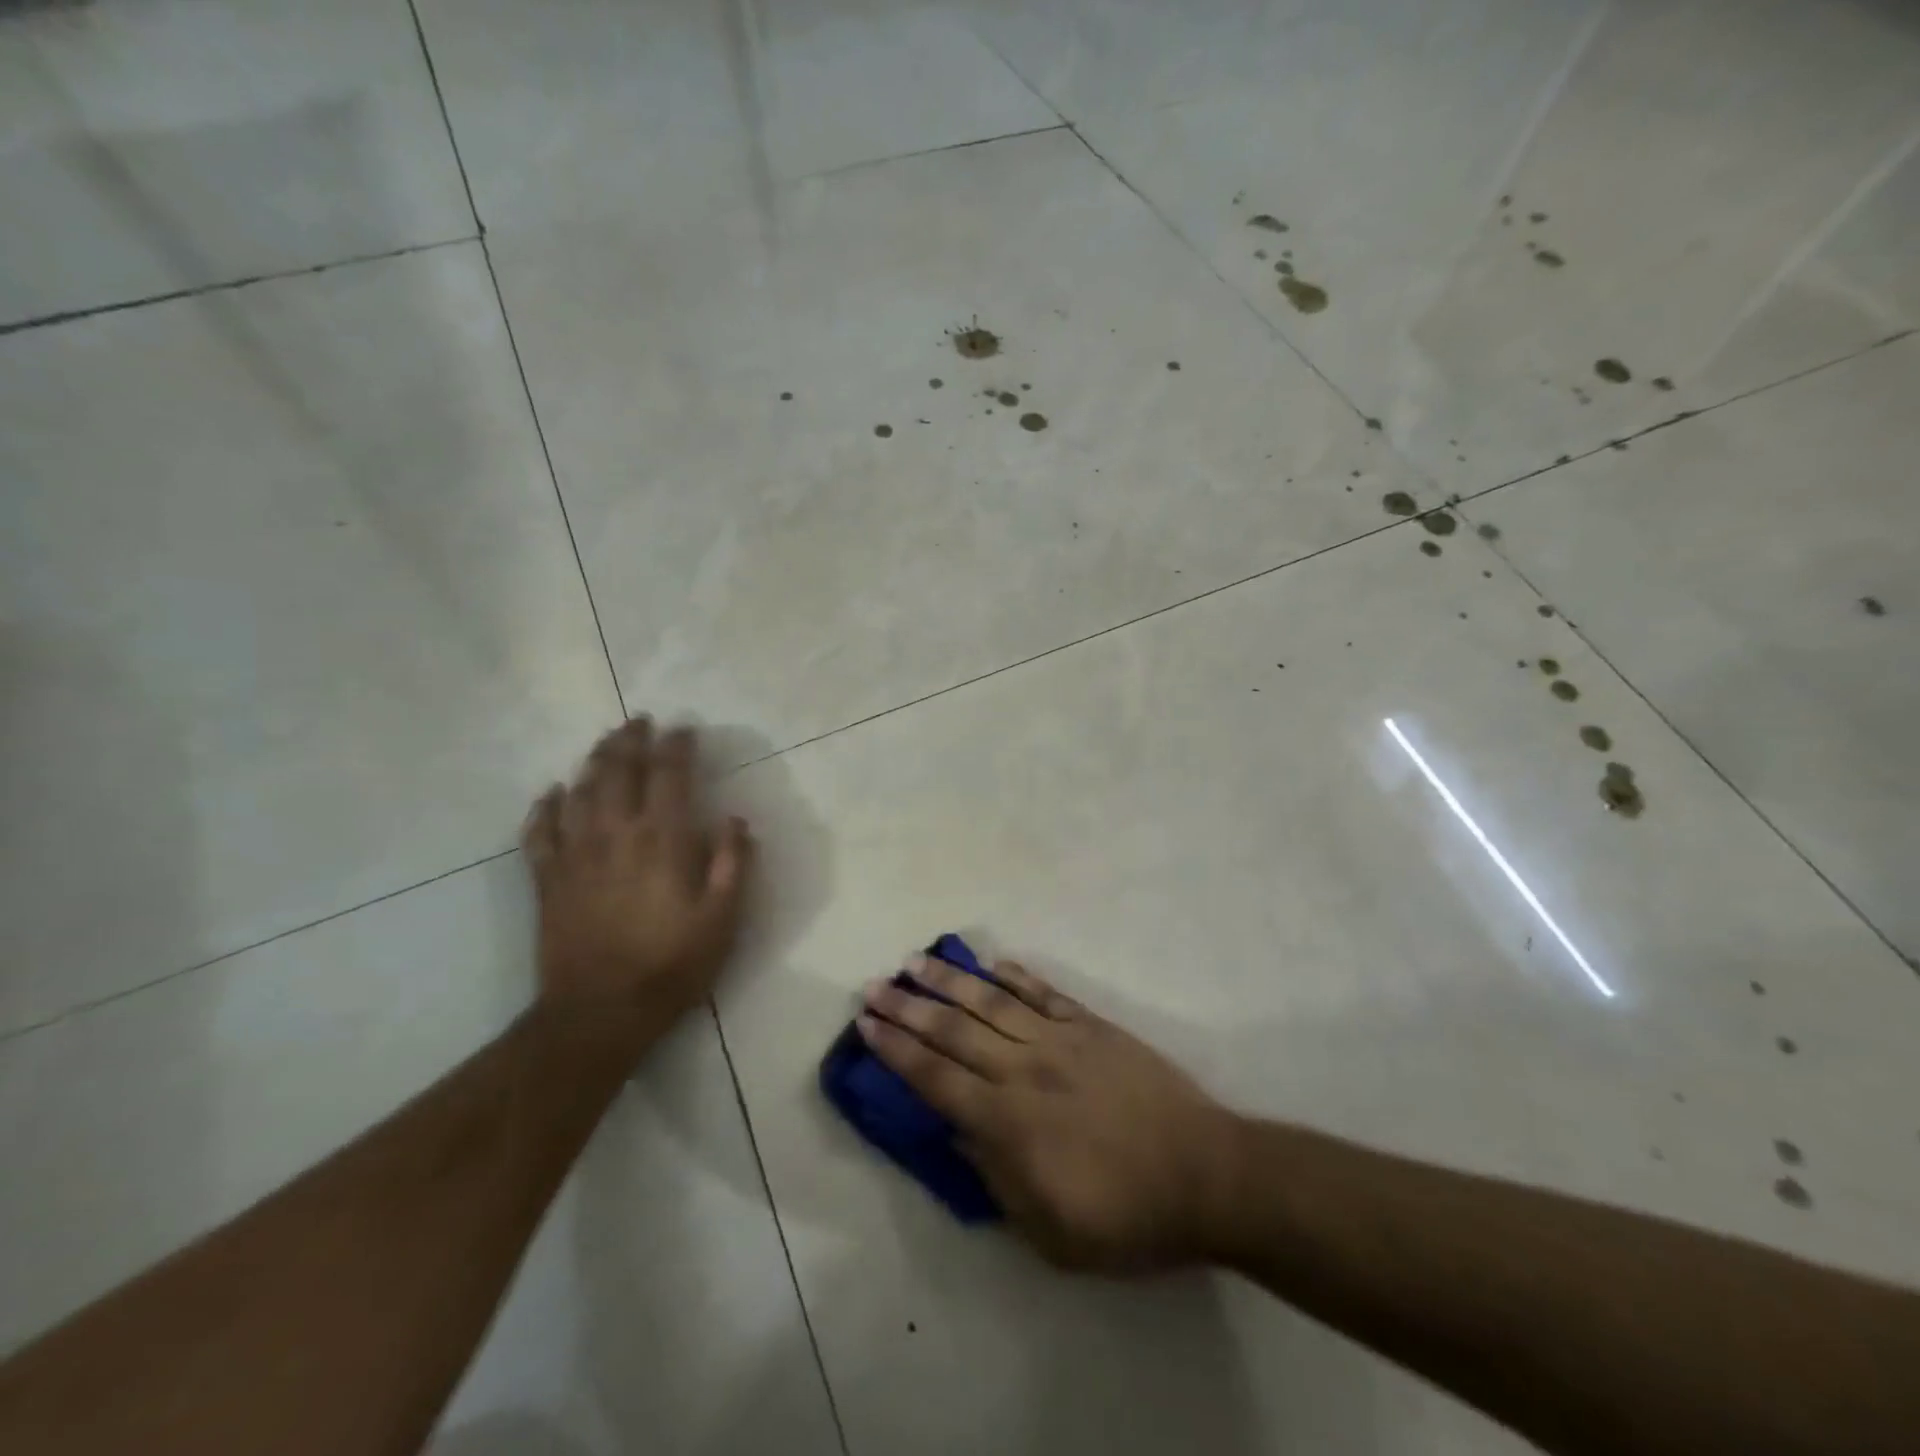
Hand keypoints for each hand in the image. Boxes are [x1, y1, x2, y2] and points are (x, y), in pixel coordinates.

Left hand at [522, 718, 753, 1050]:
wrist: (599, 1012)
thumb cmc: (671, 964)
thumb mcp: (723, 918)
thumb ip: (732, 863)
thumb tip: (735, 820)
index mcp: (662, 839)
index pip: (669, 775)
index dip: (677, 746)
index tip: (684, 730)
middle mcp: (615, 834)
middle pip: (619, 771)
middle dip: (632, 741)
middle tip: (641, 721)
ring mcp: (575, 854)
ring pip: (580, 791)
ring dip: (594, 761)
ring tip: (606, 743)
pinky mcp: (548, 879)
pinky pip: (540, 831)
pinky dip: (545, 806)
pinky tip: (552, 793)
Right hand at [858, 957, 1239, 1270]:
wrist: (1206, 1176)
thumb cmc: (1126, 1218)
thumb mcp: (1049, 1231)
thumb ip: (995, 1177)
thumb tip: (957, 1131)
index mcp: (1008, 1122)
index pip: (935, 1077)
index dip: (896, 1050)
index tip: (867, 1025)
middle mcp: (1024, 1069)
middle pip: (953, 1030)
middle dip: (908, 1007)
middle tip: (874, 985)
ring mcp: (1060, 1040)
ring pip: (992, 1001)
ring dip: (950, 980)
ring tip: (917, 960)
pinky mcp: (1092, 1026)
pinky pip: (1045, 994)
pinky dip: (1016, 976)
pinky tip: (993, 963)